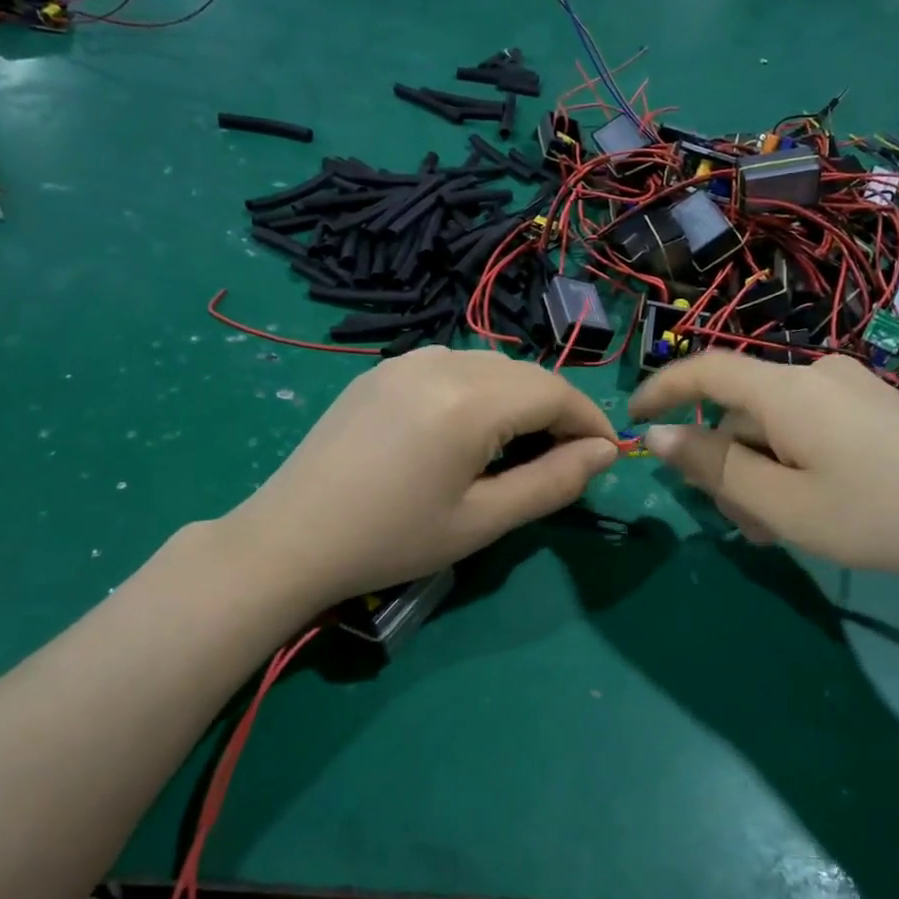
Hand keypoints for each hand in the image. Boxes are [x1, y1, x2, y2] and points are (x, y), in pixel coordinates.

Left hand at [226, 348, 618, 605]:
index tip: (607, 456)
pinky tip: (467, 431)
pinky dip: (479, 391)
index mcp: (469, 400)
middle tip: (565, 460)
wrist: (291, 538)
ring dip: (519, 399)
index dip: (590, 422)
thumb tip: (605, 452)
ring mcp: (405, 360)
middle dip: (557, 411)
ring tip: (517, 448)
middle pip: (525, 374)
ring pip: (490, 366)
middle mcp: (440, 362)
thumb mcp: (483, 521)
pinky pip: (451, 366)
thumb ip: (552, 482)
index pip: (555, 393)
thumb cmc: (393, 539)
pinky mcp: (381, 370)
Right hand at [629, 352, 898, 588]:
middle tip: (743, 524)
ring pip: (776, 425)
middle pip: (742, 410)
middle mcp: (816, 374)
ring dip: (762, 470)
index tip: (631, 419)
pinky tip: (818, 505)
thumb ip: (713, 468)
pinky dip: (794, 462)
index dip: (660, 390)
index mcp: (786, 391)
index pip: (704, 371)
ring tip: (784, 527)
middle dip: (726, 463)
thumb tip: (658, 436)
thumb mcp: (782, 506)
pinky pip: (810, 427)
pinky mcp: (877, 407)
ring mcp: (852, 387)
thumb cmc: (879, 516)